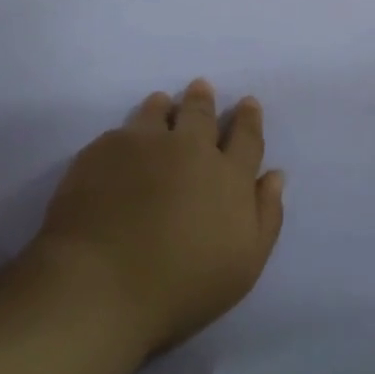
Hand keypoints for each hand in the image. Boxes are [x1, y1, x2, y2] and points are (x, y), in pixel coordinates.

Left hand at [25, 80, 285, 358]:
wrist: (100, 286)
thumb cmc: (183, 285)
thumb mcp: (245, 263)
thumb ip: (266, 215)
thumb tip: (274, 175)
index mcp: (229, 176)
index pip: (246, 137)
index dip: (248, 118)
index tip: (247, 103)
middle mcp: (190, 150)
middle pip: (201, 114)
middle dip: (203, 100)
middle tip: (201, 87)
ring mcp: (143, 146)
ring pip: (157, 113)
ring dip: (164, 106)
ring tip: (162, 103)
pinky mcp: (101, 153)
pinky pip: (121, 132)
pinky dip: (129, 131)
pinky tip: (123, 140)